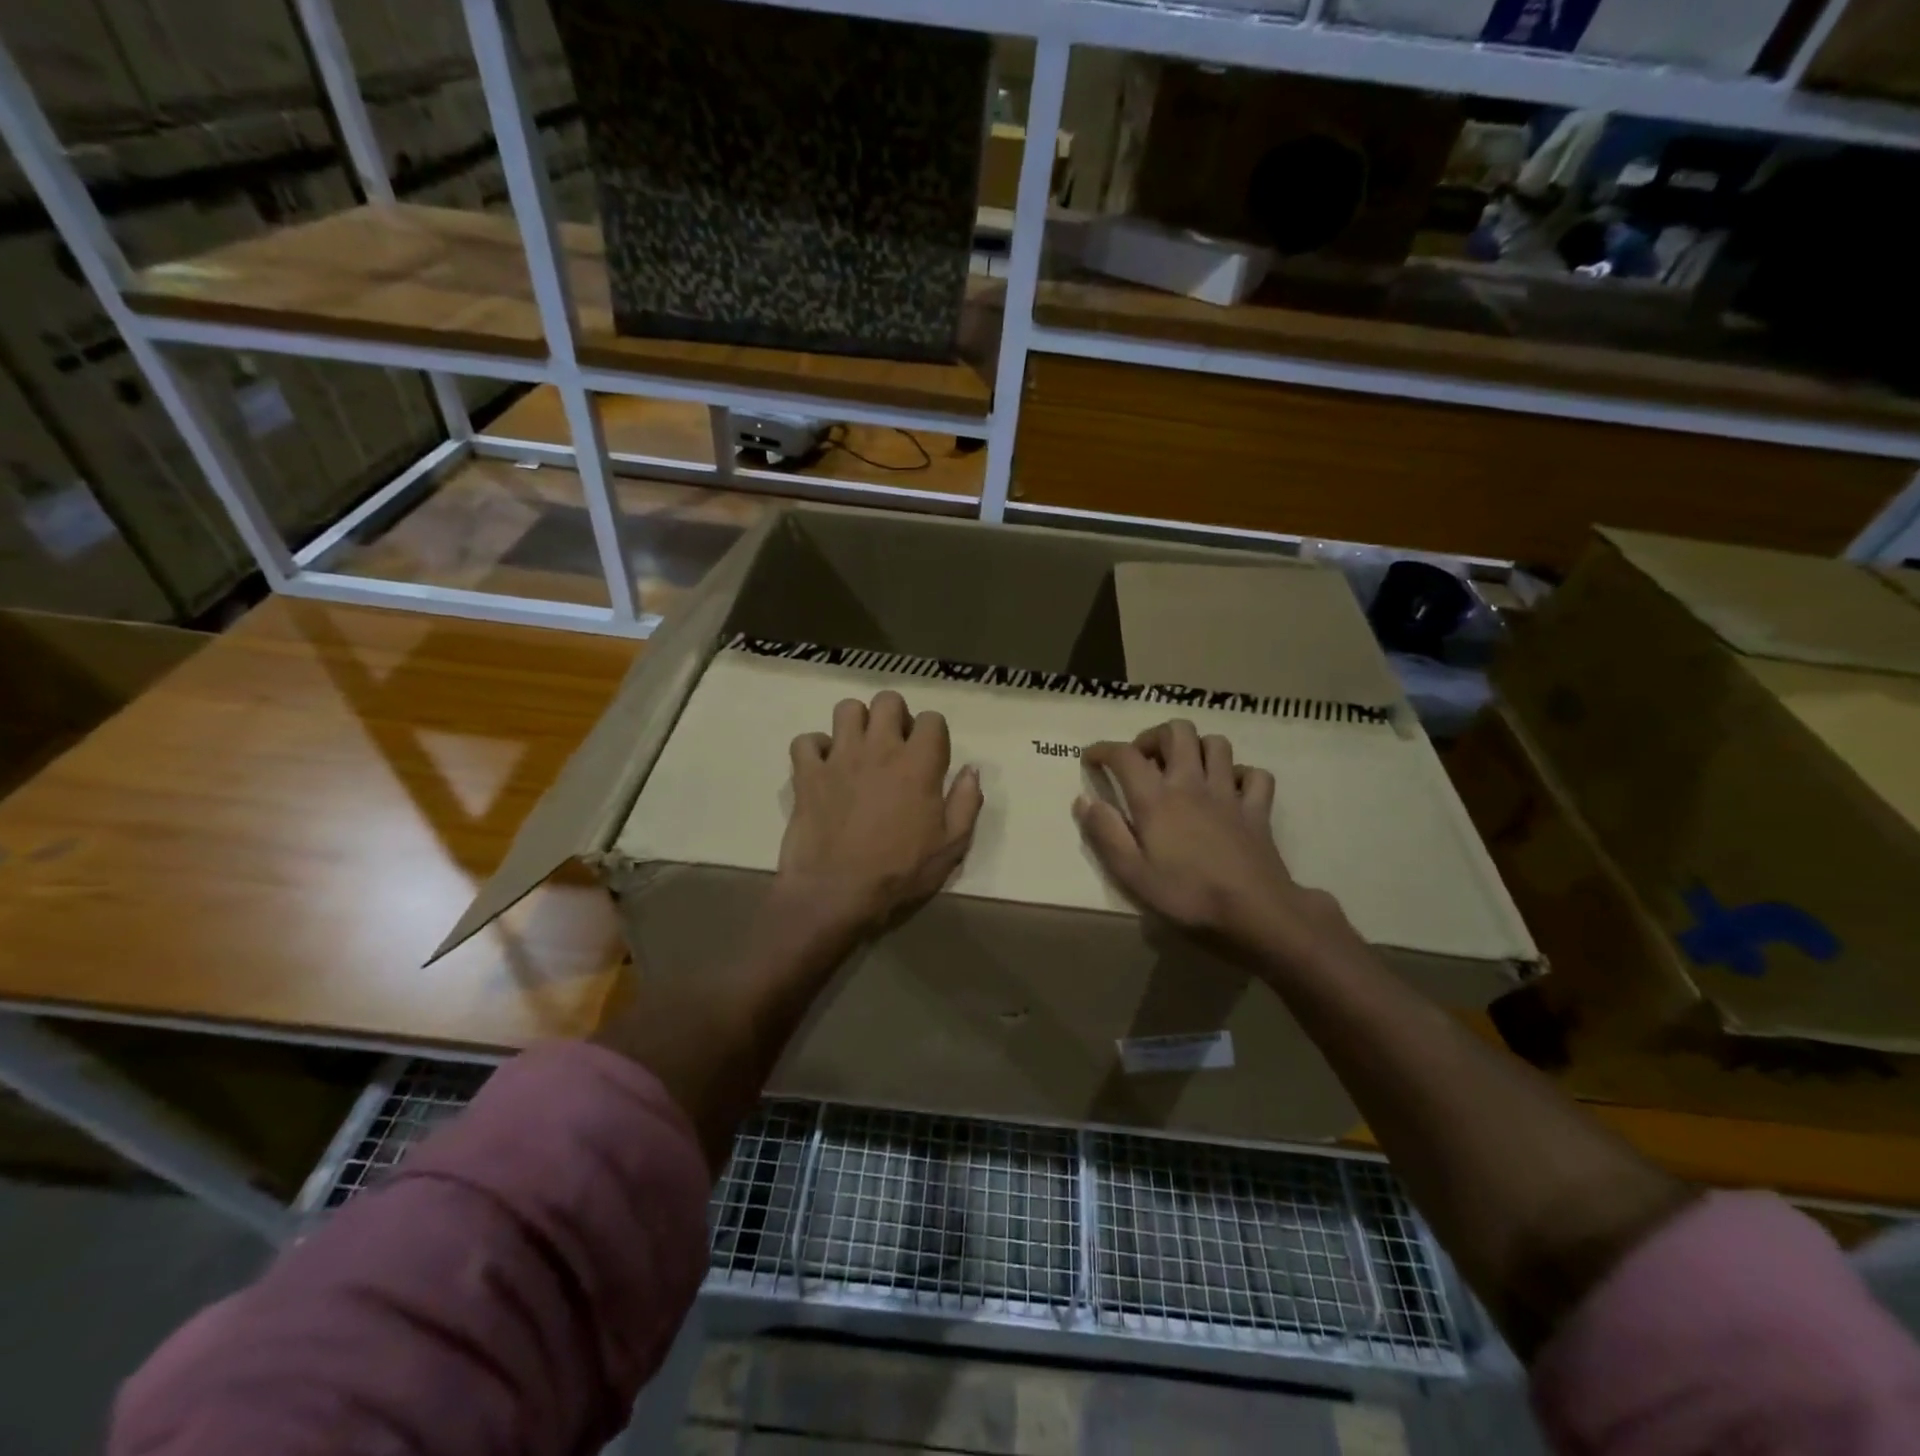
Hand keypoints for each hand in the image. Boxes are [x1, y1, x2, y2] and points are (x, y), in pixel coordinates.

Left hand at [778, 690, 982, 937]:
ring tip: (859, 750)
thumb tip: (972, 770)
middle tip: (896, 747)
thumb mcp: (951, 847)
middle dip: (896, 717)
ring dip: (856, 723)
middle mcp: (878, 749)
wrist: (836, 894)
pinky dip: (814, 749)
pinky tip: (823, 768)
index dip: (934, 735)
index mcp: (918, 764)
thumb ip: (966, 802)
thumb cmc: (899, 873)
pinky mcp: (807, 774)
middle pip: (888, 701)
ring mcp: (839, 758)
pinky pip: (806, 741)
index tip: (931, 758)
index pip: (932, 719)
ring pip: (846, 709)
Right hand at [1076, 720, 1351, 963]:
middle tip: (1142, 760)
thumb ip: (1105, 833)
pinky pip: (1254, 774)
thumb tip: (1084, 800)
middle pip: (1177, 732)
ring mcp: (1229, 793)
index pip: (1125, 755)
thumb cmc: (1186, 895)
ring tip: (1183, 768)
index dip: (1103, 749)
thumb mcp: (1131, 873)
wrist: (1254, 912)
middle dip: (1154, 736)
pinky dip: (1240, 775)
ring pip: (1217, 744)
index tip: (1091, 758)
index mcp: (1157, 799)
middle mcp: (1192, 783)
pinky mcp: (1257, 809)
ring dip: (1196, 747)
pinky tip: (1229, 789)